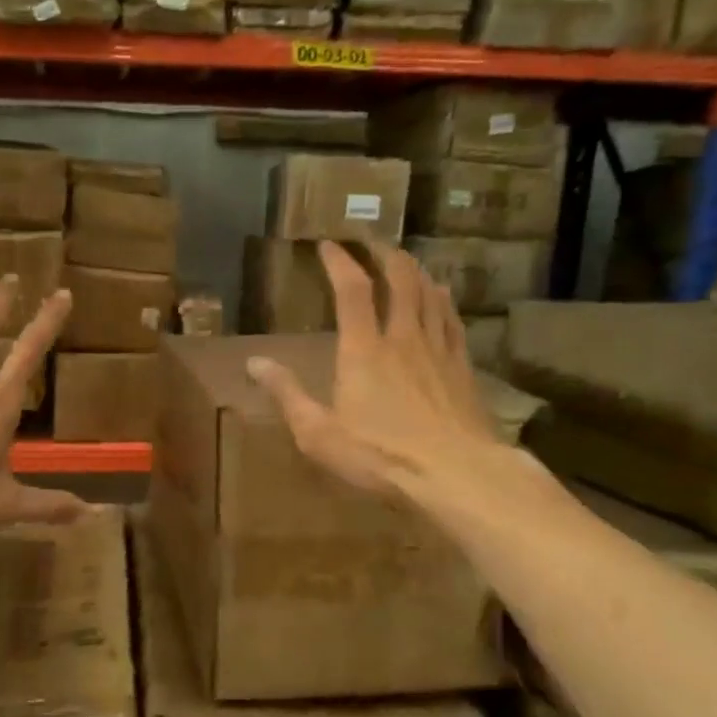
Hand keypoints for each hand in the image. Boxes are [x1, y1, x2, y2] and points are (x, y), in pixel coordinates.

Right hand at [246, 242, 500, 501]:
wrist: (456, 474)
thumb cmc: (380, 456)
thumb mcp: (319, 433)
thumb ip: (287, 394)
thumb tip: (253, 363)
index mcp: (363, 350)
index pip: (352, 290)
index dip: (339, 261)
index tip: (328, 244)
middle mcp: (403, 338)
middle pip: (400, 279)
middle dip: (384, 254)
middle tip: (371, 242)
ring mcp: (438, 349)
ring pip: (429, 293)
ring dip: (415, 270)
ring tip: (405, 260)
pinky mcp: (462, 367)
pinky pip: (452, 319)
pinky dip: (443, 299)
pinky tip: (442, 295)